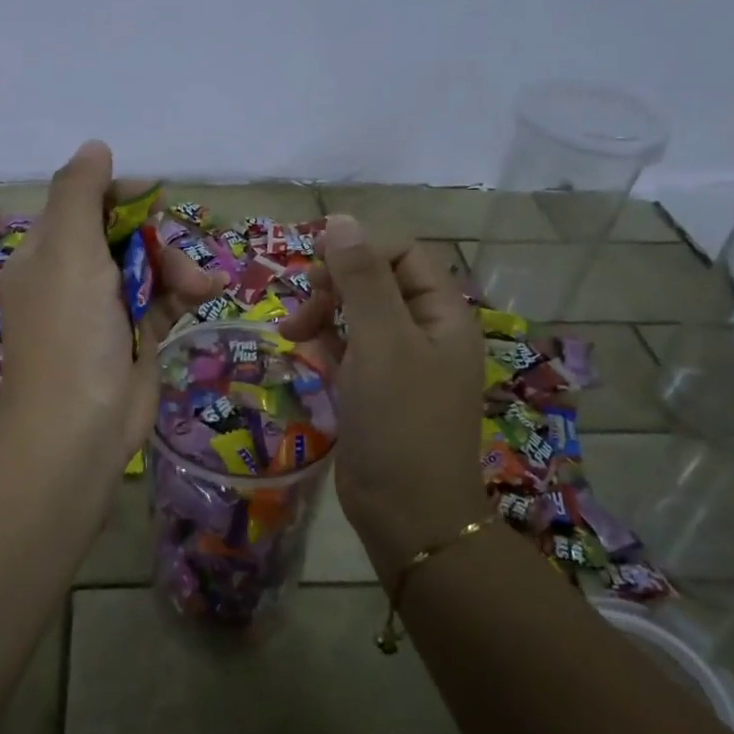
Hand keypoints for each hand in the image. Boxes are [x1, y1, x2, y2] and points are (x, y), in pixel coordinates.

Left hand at [0, 140, 221, 465]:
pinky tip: (208, 292)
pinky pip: (163, 299)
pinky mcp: (134, 336)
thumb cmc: (70, 331)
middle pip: (123, 233)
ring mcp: (104, 309)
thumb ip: (80, 193)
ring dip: (178, 268)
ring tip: (200, 287)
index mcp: (46, 253)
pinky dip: (184, 293)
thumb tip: (95, 146)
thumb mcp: (68, 250)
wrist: (80, 427)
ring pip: (149, 266)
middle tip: (170, 251)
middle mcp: (72, 276)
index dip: (120, 195)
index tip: (153, 197)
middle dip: (156, 238)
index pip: (84, 204)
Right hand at [280, 215, 484, 579]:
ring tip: (291, 334)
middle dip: (335, 284)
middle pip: (375, 280)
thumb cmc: (401, 420)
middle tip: (302, 303)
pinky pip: (346, 348)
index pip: (402, 253)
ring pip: (356, 313)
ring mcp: (398, 362)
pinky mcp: (373, 389)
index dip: (359, 248)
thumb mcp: (381, 341)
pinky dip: (323, 342)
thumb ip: (361, 278)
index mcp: (442, 314)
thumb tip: (339, 219)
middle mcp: (424, 331)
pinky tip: (302, 350)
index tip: (316, 264)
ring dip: (322, 312)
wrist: (406, 513)